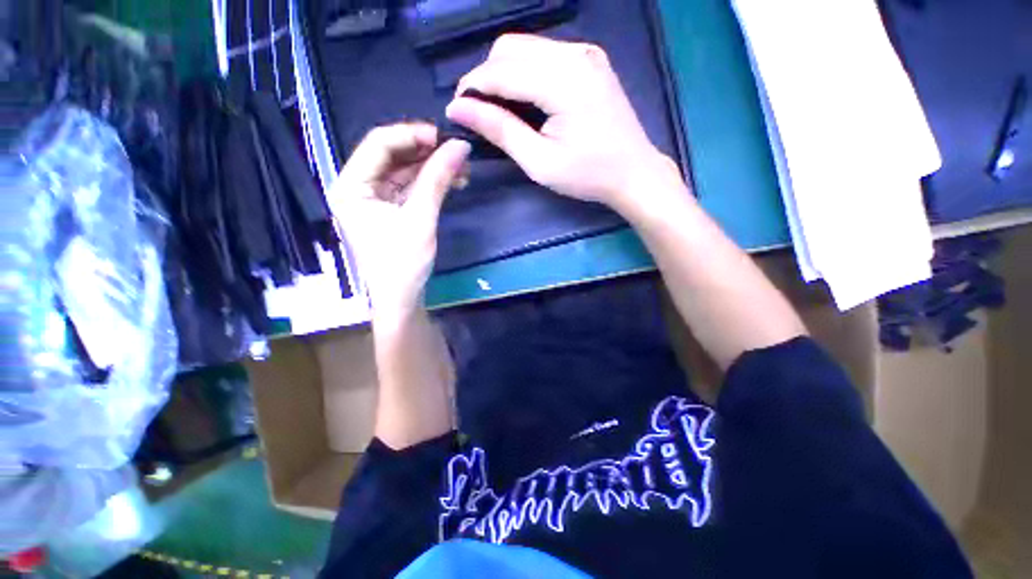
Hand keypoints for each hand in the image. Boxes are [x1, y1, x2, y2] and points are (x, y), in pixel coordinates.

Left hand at [330, 123, 469, 318]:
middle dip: (427, 152)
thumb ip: (438, 179)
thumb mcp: (420, 218)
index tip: (444, 137)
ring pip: (405, 170)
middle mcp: (359, 186)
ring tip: (462, 168)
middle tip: (457, 152)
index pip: (379, 144)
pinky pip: (412, 186)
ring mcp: (376, 198)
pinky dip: (432, 182)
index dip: (412, 135)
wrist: (402, 299)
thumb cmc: (403, 263)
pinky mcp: (392, 209)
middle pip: (393, 155)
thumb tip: (461, 146)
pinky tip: (453, 180)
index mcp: (351, 186)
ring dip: (433, 167)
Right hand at [446, 34, 678, 212]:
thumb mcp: (540, 162)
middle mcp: (574, 53)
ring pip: (525, 47)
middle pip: (509, 49)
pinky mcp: (589, 60)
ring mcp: (585, 52)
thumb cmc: (587, 175)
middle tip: (479, 114)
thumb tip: (459, 110)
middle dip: (485, 78)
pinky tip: (525, 99)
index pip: (501, 70)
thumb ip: (500, 131)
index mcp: (562, 80)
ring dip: (503, 74)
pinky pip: (544, 54)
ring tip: (499, 109)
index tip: (457, 111)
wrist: (633, 172)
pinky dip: (525, 72)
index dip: (471, 87)